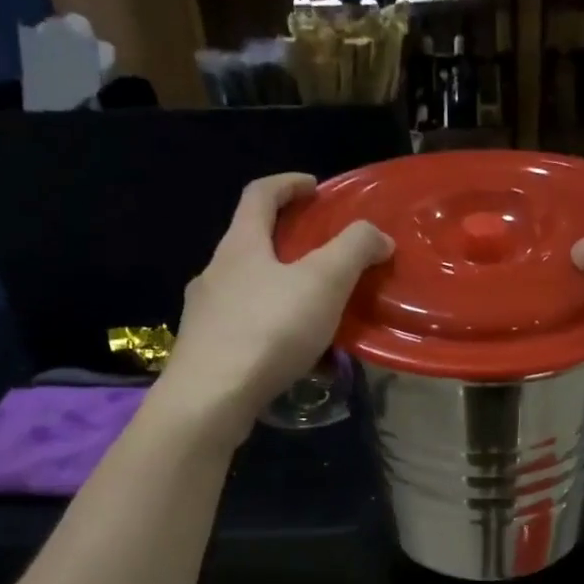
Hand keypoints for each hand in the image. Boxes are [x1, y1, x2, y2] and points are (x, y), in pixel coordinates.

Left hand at [166, 173, 391, 439]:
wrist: (211, 398)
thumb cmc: (269, 330)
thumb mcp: (324, 282)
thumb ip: (354, 250)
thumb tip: (378, 236)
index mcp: (241, 245)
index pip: (260, 195)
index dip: (289, 184)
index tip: (315, 188)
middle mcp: (215, 272)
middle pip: (251, 243)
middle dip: (288, 243)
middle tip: (323, 257)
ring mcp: (205, 313)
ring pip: (248, 289)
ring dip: (280, 290)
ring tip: (313, 312)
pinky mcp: (206, 350)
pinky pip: (245, 328)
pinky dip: (272, 329)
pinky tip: (292, 356)